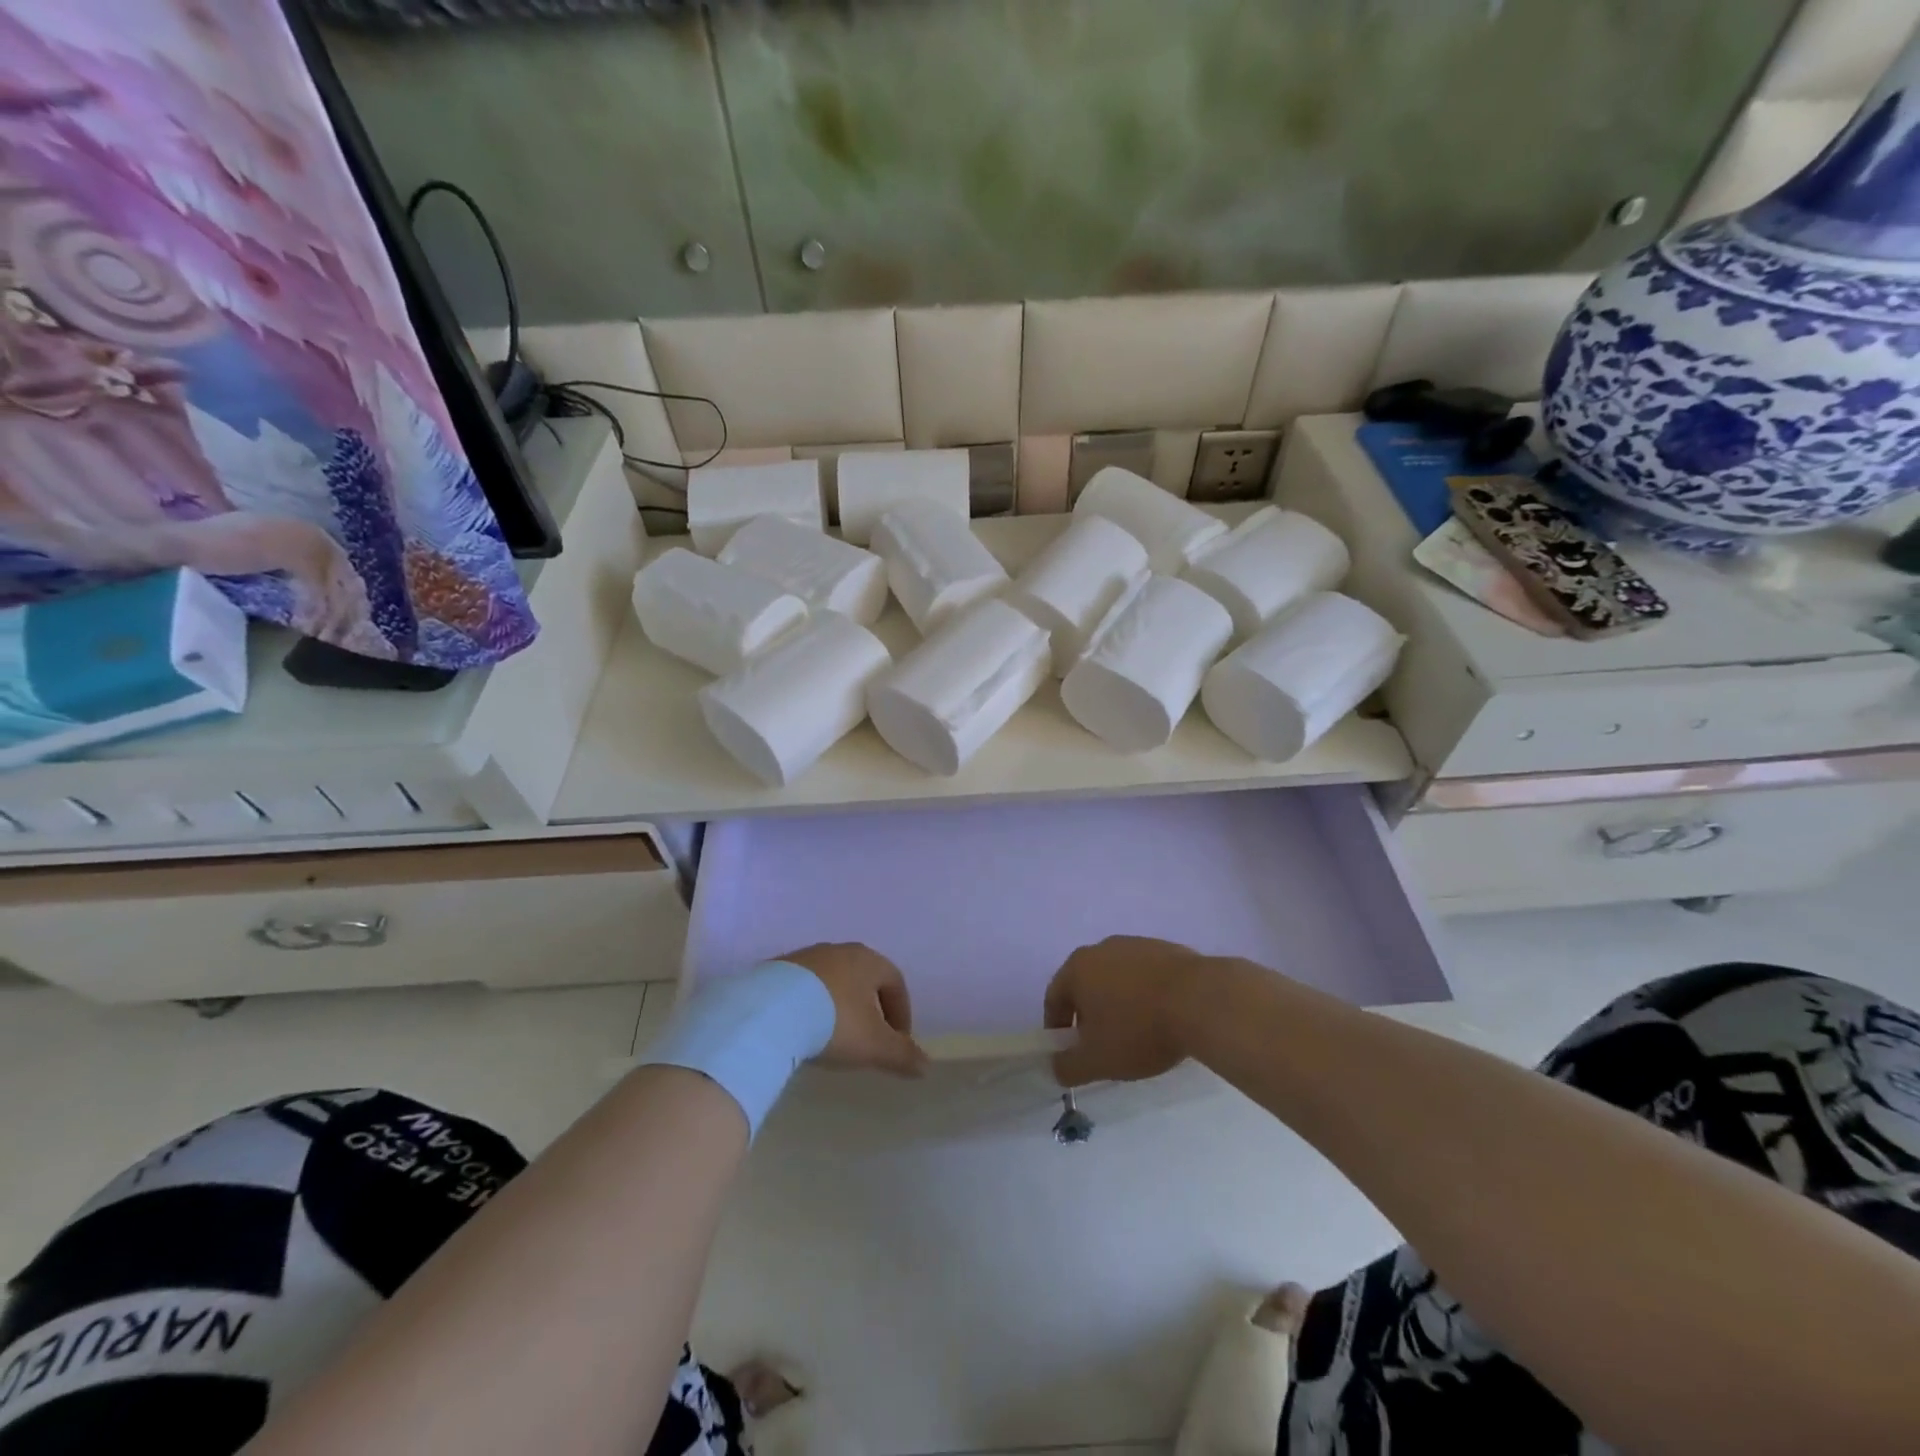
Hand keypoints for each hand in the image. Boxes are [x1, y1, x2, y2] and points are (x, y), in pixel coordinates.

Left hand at [779, 944, 927, 1077]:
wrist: (769, 1012)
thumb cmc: (834, 1022)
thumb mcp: (874, 1045)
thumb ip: (902, 1055)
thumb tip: (926, 1065)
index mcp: (868, 960)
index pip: (895, 982)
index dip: (901, 1013)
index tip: (897, 1041)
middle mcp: (839, 950)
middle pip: (864, 978)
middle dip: (870, 1008)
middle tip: (868, 1039)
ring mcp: (806, 956)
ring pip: (833, 981)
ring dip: (839, 1006)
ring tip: (832, 1037)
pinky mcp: (777, 969)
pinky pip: (804, 987)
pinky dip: (810, 1005)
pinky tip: (803, 1029)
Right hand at [1043, 936, 1209, 1087]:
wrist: (1202, 1001)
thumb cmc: (1139, 1030)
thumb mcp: (1097, 1061)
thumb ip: (1068, 1067)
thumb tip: (1056, 1066)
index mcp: (1077, 968)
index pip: (1054, 998)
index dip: (1057, 1028)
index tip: (1070, 1052)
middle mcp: (1102, 948)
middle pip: (1085, 985)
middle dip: (1089, 1015)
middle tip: (1102, 1046)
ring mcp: (1137, 944)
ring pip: (1117, 979)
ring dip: (1119, 1004)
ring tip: (1137, 1034)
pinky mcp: (1167, 949)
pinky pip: (1146, 976)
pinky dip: (1146, 996)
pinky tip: (1163, 1018)